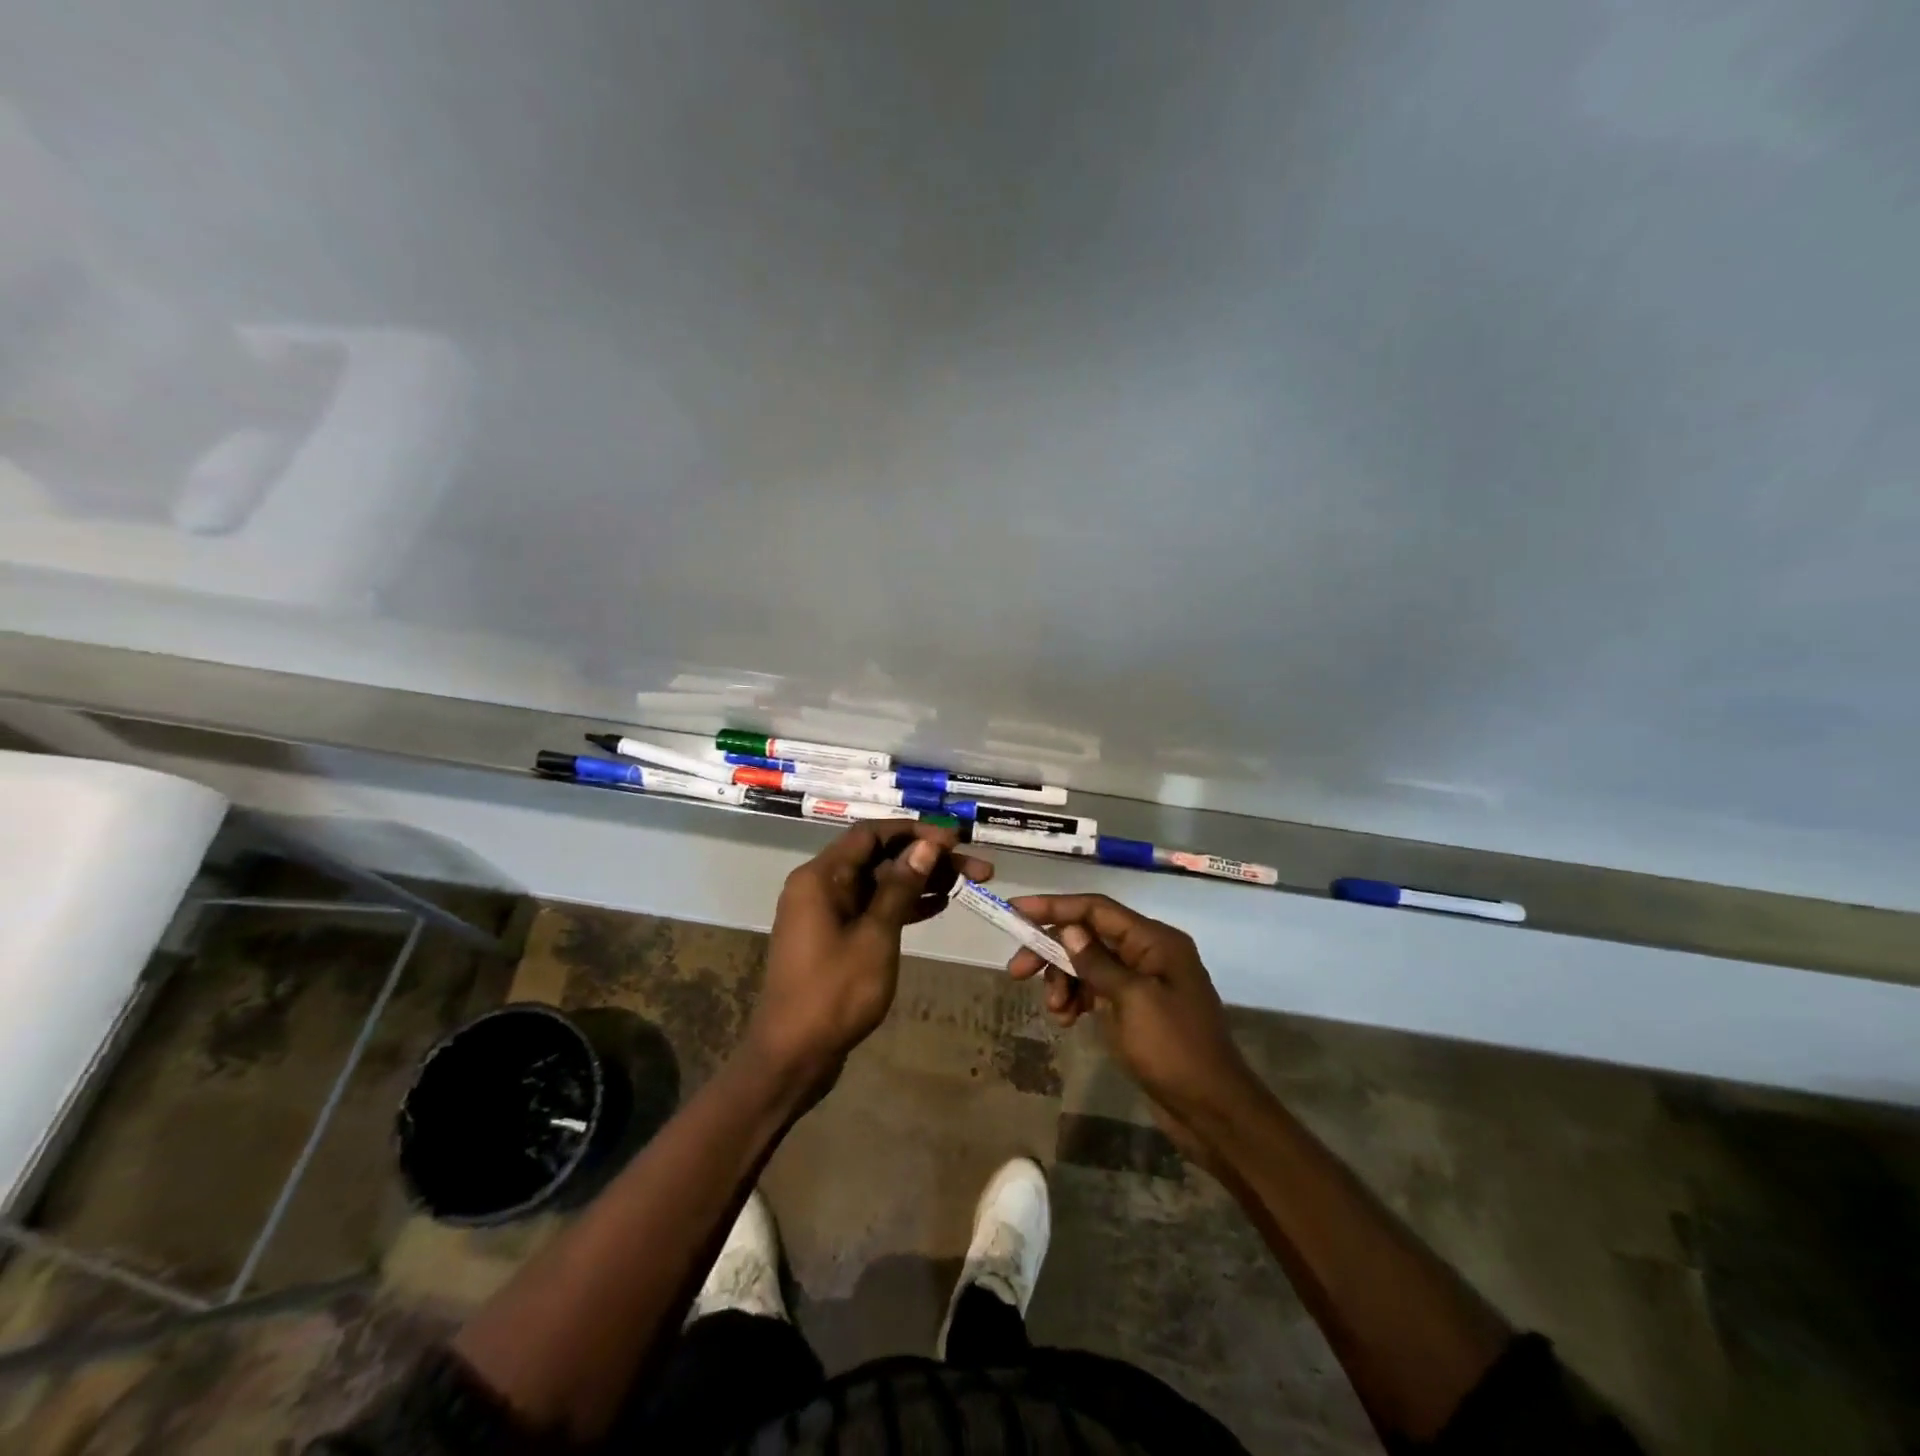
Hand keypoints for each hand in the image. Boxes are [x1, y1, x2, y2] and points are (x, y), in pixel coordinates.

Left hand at [746, 821, 994, 1096]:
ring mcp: (827, 912)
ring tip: (967, 885)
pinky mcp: (835, 936)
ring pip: (879, 882)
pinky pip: (873, 907)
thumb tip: (928, 845)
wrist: (793, 1055)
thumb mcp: (876, 936)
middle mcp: (820, 885)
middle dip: (926, 859)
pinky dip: (902, 905)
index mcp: (821, 877)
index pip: (872, 834)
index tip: (956, 840)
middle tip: (976, 868)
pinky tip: (938, 906)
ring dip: (920, 882)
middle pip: (879, 857)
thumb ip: (901, 887)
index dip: (916, 832)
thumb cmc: (834, 993)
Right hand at [1006, 894, 1258, 1126]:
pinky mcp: (1135, 1009)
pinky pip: (1096, 990)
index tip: (1015, 911)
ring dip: (1063, 981)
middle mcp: (1148, 952)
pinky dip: (1076, 999)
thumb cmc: (1174, 1049)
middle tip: (1016, 971)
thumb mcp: (1132, 1001)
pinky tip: (1066, 1020)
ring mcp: (1142, 982)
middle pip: (1087, 935)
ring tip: (1054, 1011)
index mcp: (1154, 941)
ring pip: (1087, 964)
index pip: (1096, 909)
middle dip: (1051, 950)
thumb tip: (1068, 929)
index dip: (1054, 906)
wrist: (1212, 1110)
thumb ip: (1097, 963)